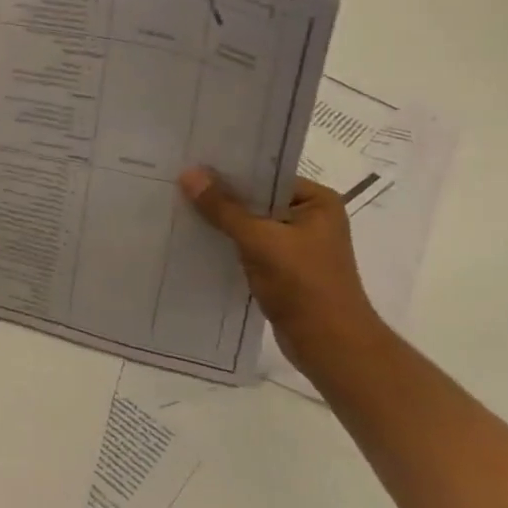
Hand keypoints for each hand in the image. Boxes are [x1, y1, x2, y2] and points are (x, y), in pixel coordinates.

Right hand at [179, 167, 381, 368]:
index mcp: (317, 201)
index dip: (230, 170)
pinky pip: (248, 246)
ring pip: (249, 223)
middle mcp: (310, 218)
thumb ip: (223, 208)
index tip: (192, 162)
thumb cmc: (304, 284)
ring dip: (220, 221)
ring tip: (179, 206)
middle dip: (220, 195)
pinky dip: (226, 243)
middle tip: (178, 182)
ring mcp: (296, 245)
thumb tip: (188, 174)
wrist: (329, 345)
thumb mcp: (259, 239)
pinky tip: (195, 238)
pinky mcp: (282, 268)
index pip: (267, 175)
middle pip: (256, 198)